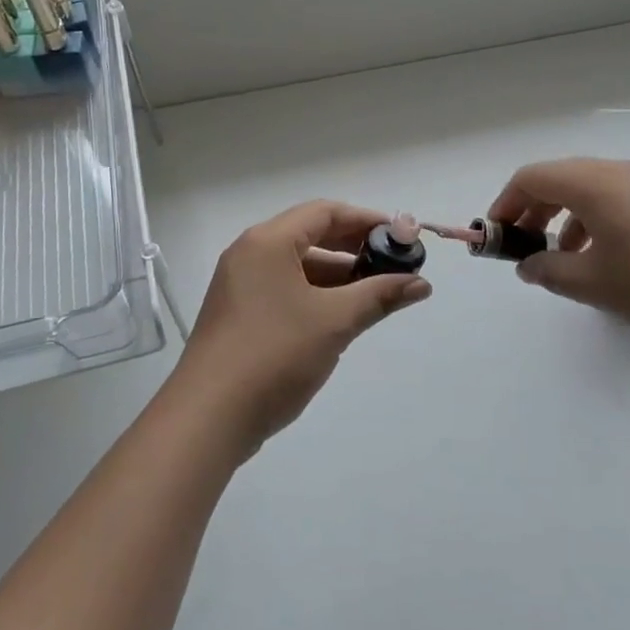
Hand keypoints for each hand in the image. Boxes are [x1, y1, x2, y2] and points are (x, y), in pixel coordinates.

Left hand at [170, 201, 431, 453]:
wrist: (208, 417)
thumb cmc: (274, 355)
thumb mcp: (334, 322)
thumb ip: (379, 296)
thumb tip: (421, 283)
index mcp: (268, 242)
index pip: (325, 212)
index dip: (367, 220)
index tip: (401, 237)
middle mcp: (250, 254)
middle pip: (310, 235)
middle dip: (354, 248)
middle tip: (393, 265)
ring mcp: (240, 285)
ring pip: (298, 266)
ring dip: (337, 275)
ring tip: (376, 295)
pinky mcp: (238, 314)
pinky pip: (284, 289)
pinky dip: (315, 295)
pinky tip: (341, 317)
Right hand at [487, 158, 629, 356]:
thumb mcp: (595, 285)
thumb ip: (549, 271)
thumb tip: (528, 265)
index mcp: (597, 183)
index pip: (533, 177)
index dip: (505, 204)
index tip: (495, 237)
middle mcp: (623, 172)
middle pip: (561, 179)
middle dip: (533, 211)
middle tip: (523, 248)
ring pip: (592, 190)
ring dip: (566, 218)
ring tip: (564, 260)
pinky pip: (621, 201)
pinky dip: (597, 222)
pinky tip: (608, 260)